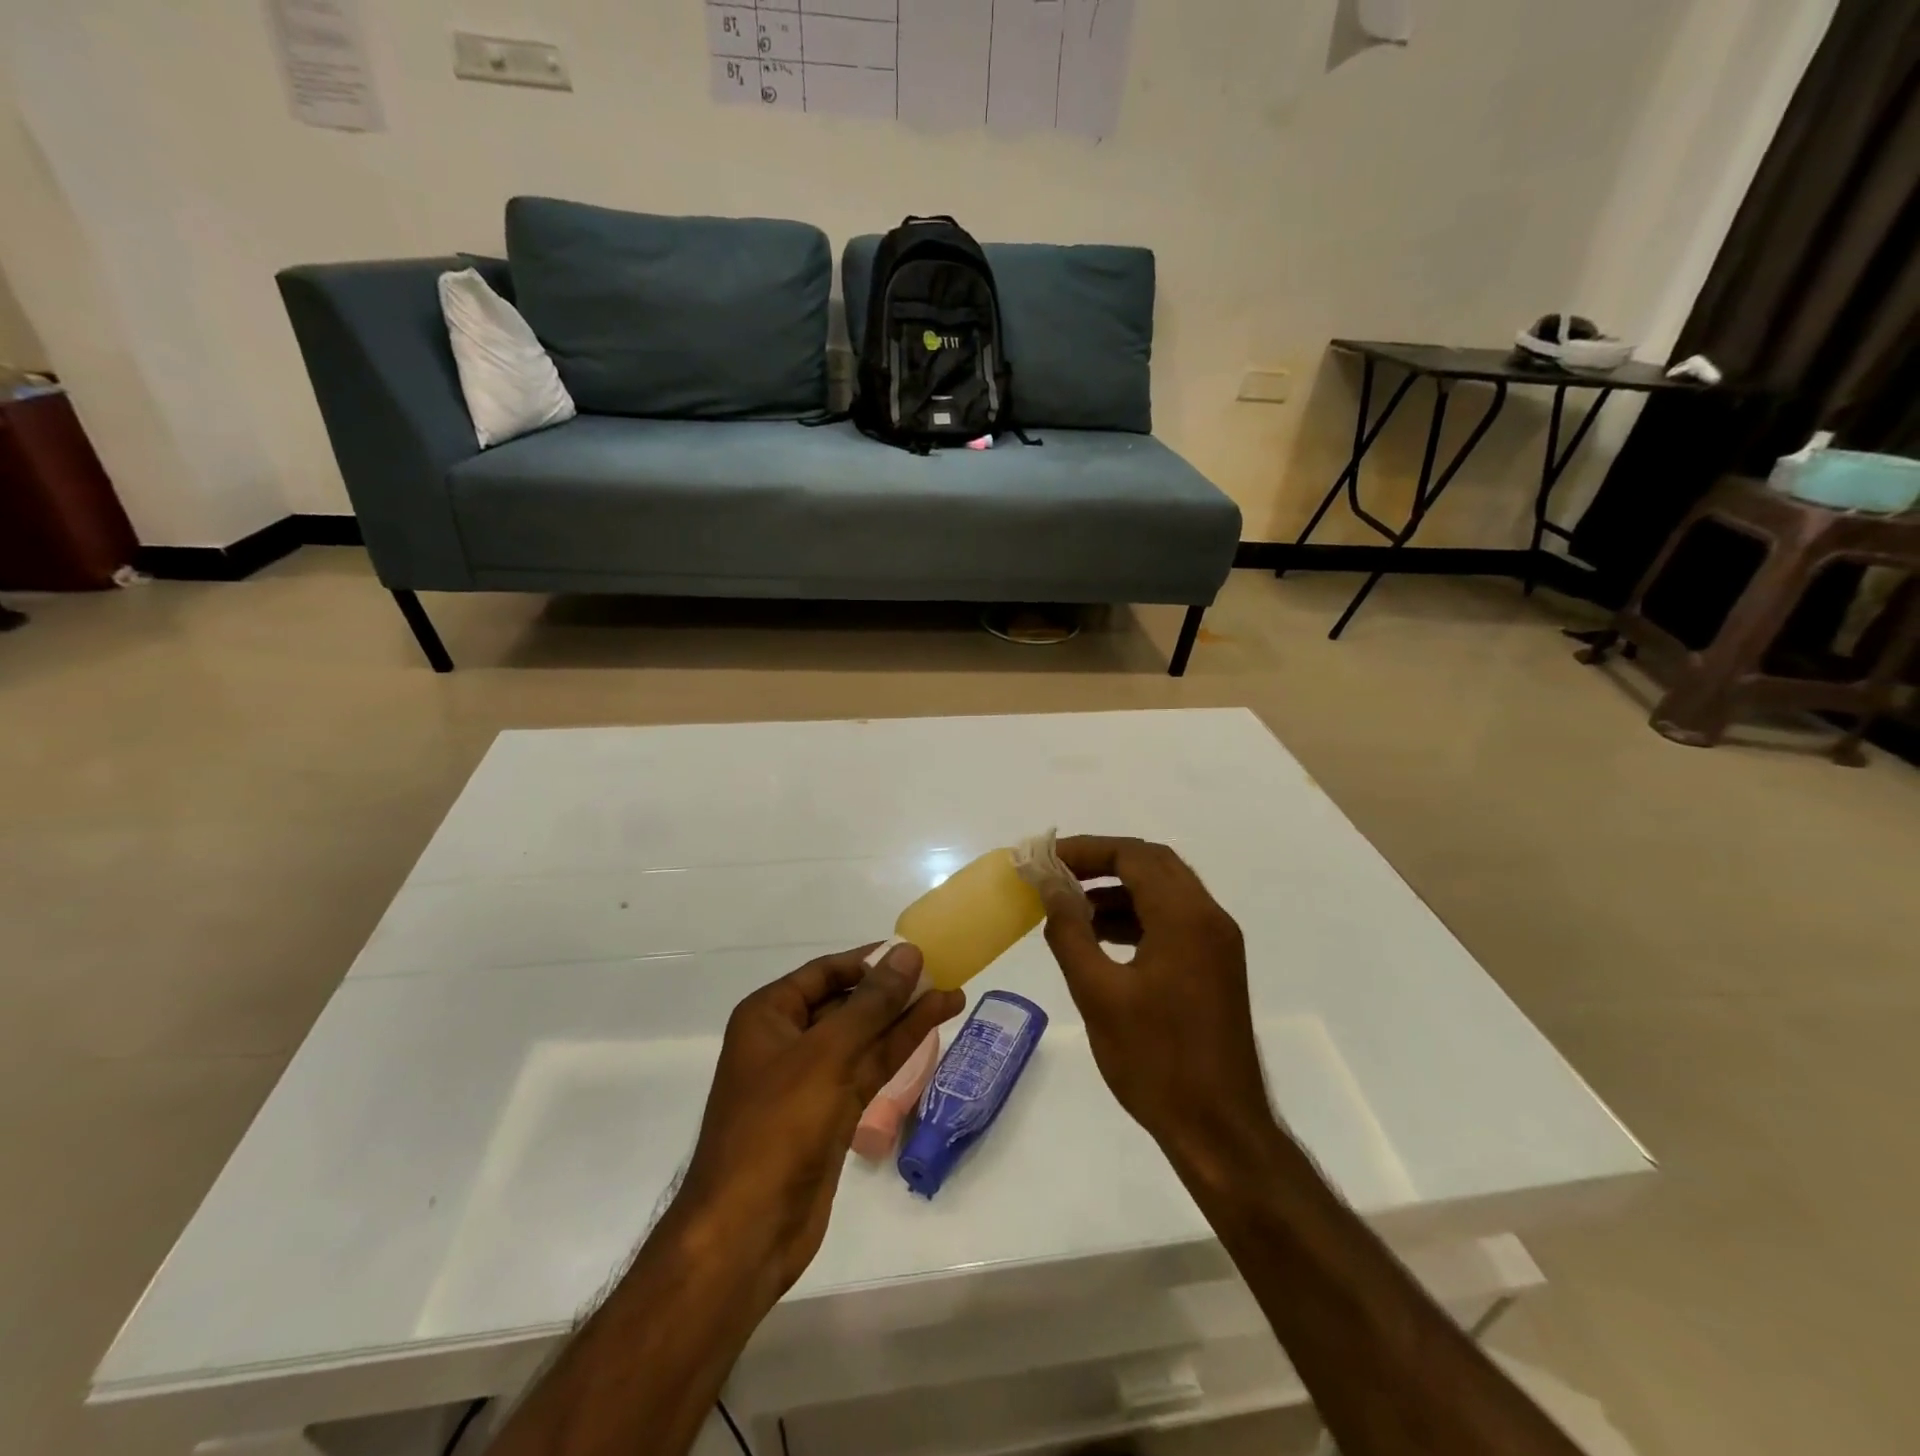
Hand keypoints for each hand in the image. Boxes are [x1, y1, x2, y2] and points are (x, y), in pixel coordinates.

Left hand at [674, 943, 964, 1297]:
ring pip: (865, 1037)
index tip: (914, 951)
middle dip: (893, 989)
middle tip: (942, 973)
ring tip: (954, 996)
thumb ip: (872, 1003)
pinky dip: (899, 1049)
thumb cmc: (777, 1126)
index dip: (870, 960)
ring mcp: (811, 1079)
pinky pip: (869, 1068)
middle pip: (848, 1002)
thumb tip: (908, 953)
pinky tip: (932, 1030)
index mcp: (769, 1015)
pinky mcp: (831, 1113)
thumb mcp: (827, 1054)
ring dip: (906, 1017)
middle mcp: (788, 1040)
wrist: (747, 1231)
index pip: (826, 971)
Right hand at [1040, 837, 1275, 1172]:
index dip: (1086, 849)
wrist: (1219, 1129)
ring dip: (1119, 889)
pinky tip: (1101, 938)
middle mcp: (1209, 918)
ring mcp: (1218, 943)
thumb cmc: (1155, 1060)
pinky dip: (1137, 916)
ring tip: (1071, 907)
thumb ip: (1070, 931)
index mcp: (1185, 917)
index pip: (1133, 855)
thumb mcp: (1098, 993)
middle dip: (1103, 861)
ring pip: (1164, 891)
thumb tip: (1050, 885)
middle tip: (1058, 873)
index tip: (1046, 857)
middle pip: (1153, 864)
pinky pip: (1173, 920)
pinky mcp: (1216, 966)